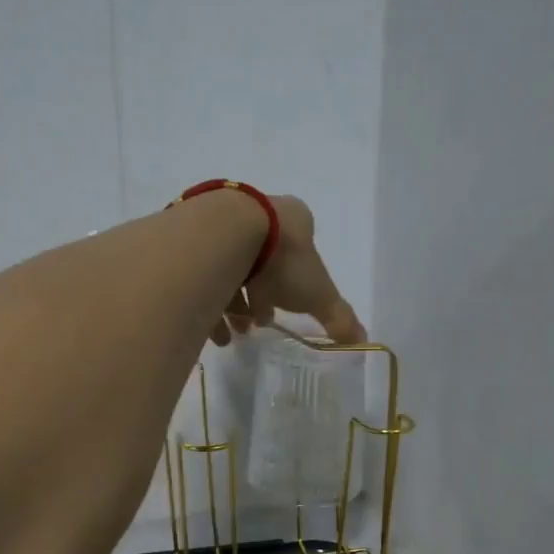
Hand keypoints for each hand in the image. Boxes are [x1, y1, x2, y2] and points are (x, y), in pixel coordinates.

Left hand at [211, 194, 365, 346]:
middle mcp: (258, 212)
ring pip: (229, 266)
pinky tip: (211, 329)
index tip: (284, 308)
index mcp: (293, 219)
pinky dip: (207, 301)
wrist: (225, 236)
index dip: (295, 284)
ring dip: (232, 303)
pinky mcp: (191, 233)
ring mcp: (223, 219)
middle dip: (260, 296)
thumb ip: (339, 318)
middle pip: (262, 261)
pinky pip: (201, 271)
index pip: (299, 251)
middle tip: (256, 323)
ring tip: (231, 333)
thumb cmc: (282, 260)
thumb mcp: (318, 294)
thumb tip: (362, 341)